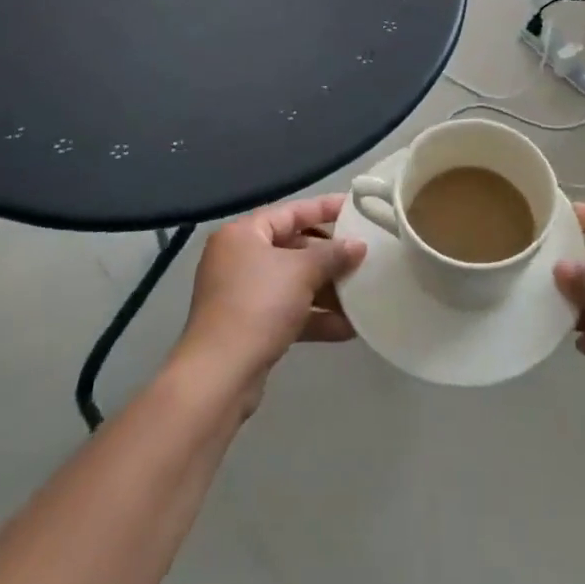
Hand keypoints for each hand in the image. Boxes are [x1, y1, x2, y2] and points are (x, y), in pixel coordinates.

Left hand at [178, 196, 366, 401]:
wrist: (220, 375)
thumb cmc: (259, 305)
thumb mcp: (301, 272)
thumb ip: (333, 255)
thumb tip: (359, 245)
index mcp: (243, 234)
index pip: (291, 211)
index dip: (325, 208)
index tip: (356, 208)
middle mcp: (239, 258)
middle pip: (293, 247)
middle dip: (330, 257)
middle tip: (364, 258)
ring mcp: (243, 294)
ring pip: (293, 282)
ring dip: (326, 290)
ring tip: (362, 295)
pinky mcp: (249, 325)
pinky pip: (288, 311)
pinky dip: (314, 316)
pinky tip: (347, 328)